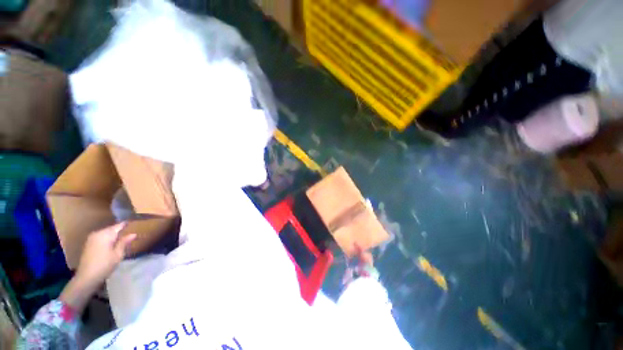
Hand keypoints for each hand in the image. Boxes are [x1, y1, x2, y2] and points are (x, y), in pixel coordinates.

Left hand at [60, 223, 135, 313]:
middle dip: (120, 230)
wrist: (86, 277)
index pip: (118, 225)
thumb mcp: (118, 254)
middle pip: (111, 229)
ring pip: (106, 233)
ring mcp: (91, 238)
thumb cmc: (104, 265)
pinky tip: (112, 244)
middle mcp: (97, 233)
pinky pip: (101, 237)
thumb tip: (133, 234)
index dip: (127, 224)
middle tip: (130, 233)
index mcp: (105, 234)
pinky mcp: (88, 243)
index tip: (135, 224)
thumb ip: (124, 242)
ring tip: (123, 238)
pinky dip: (107, 239)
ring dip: (113, 235)